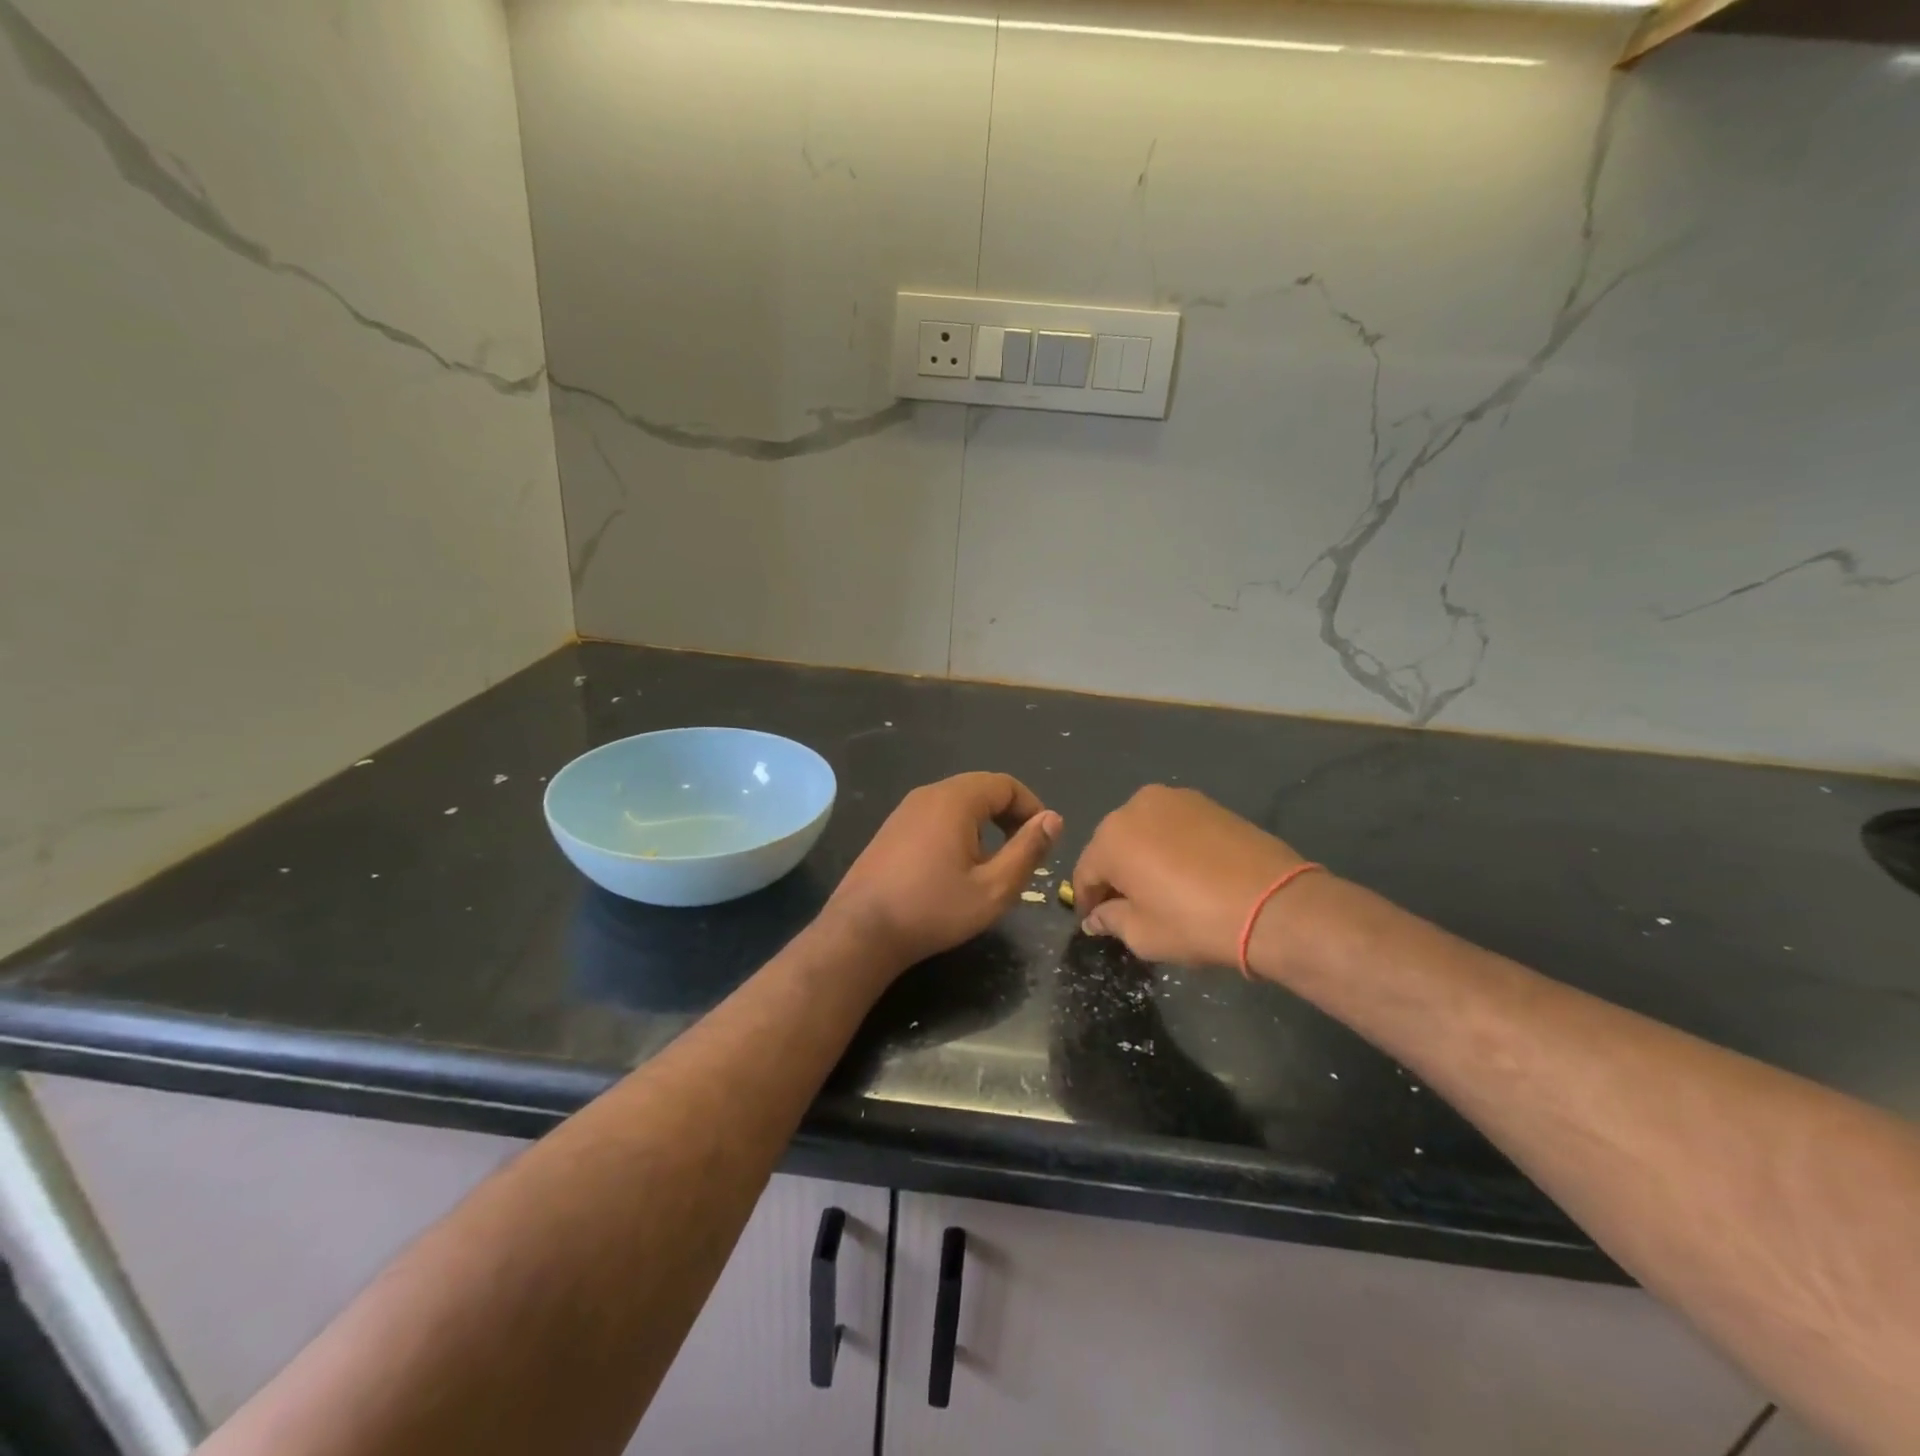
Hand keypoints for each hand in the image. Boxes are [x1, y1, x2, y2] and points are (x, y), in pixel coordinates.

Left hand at [823, 773, 1062, 970]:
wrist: (862, 931)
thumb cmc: (933, 909)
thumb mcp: (993, 888)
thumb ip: (1028, 850)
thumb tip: (1053, 819)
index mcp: (955, 800)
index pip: (1006, 784)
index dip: (1031, 807)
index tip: (1043, 840)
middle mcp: (928, 794)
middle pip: (981, 789)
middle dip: (1009, 815)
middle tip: (1023, 851)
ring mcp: (905, 810)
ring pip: (957, 803)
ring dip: (984, 824)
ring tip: (992, 863)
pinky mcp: (891, 829)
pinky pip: (935, 816)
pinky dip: (958, 830)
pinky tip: (956, 867)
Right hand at [1072, 786, 1306, 968]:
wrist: (1273, 904)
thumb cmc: (1195, 922)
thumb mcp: (1143, 934)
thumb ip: (1111, 920)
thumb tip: (1097, 917)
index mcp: (1111, 837)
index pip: (1086, 871)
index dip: (1088, 900)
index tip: (1095, 922)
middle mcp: (1135, 807)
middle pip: (1112, 845)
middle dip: (1115, 874)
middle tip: (1127, 906)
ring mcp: (1174, 799)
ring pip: (1143, 831)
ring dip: (1142, 856)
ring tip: (1159, 887)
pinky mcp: (1206, 802)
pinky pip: (1173, 825)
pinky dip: (1169, 845)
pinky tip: (1185, 872)